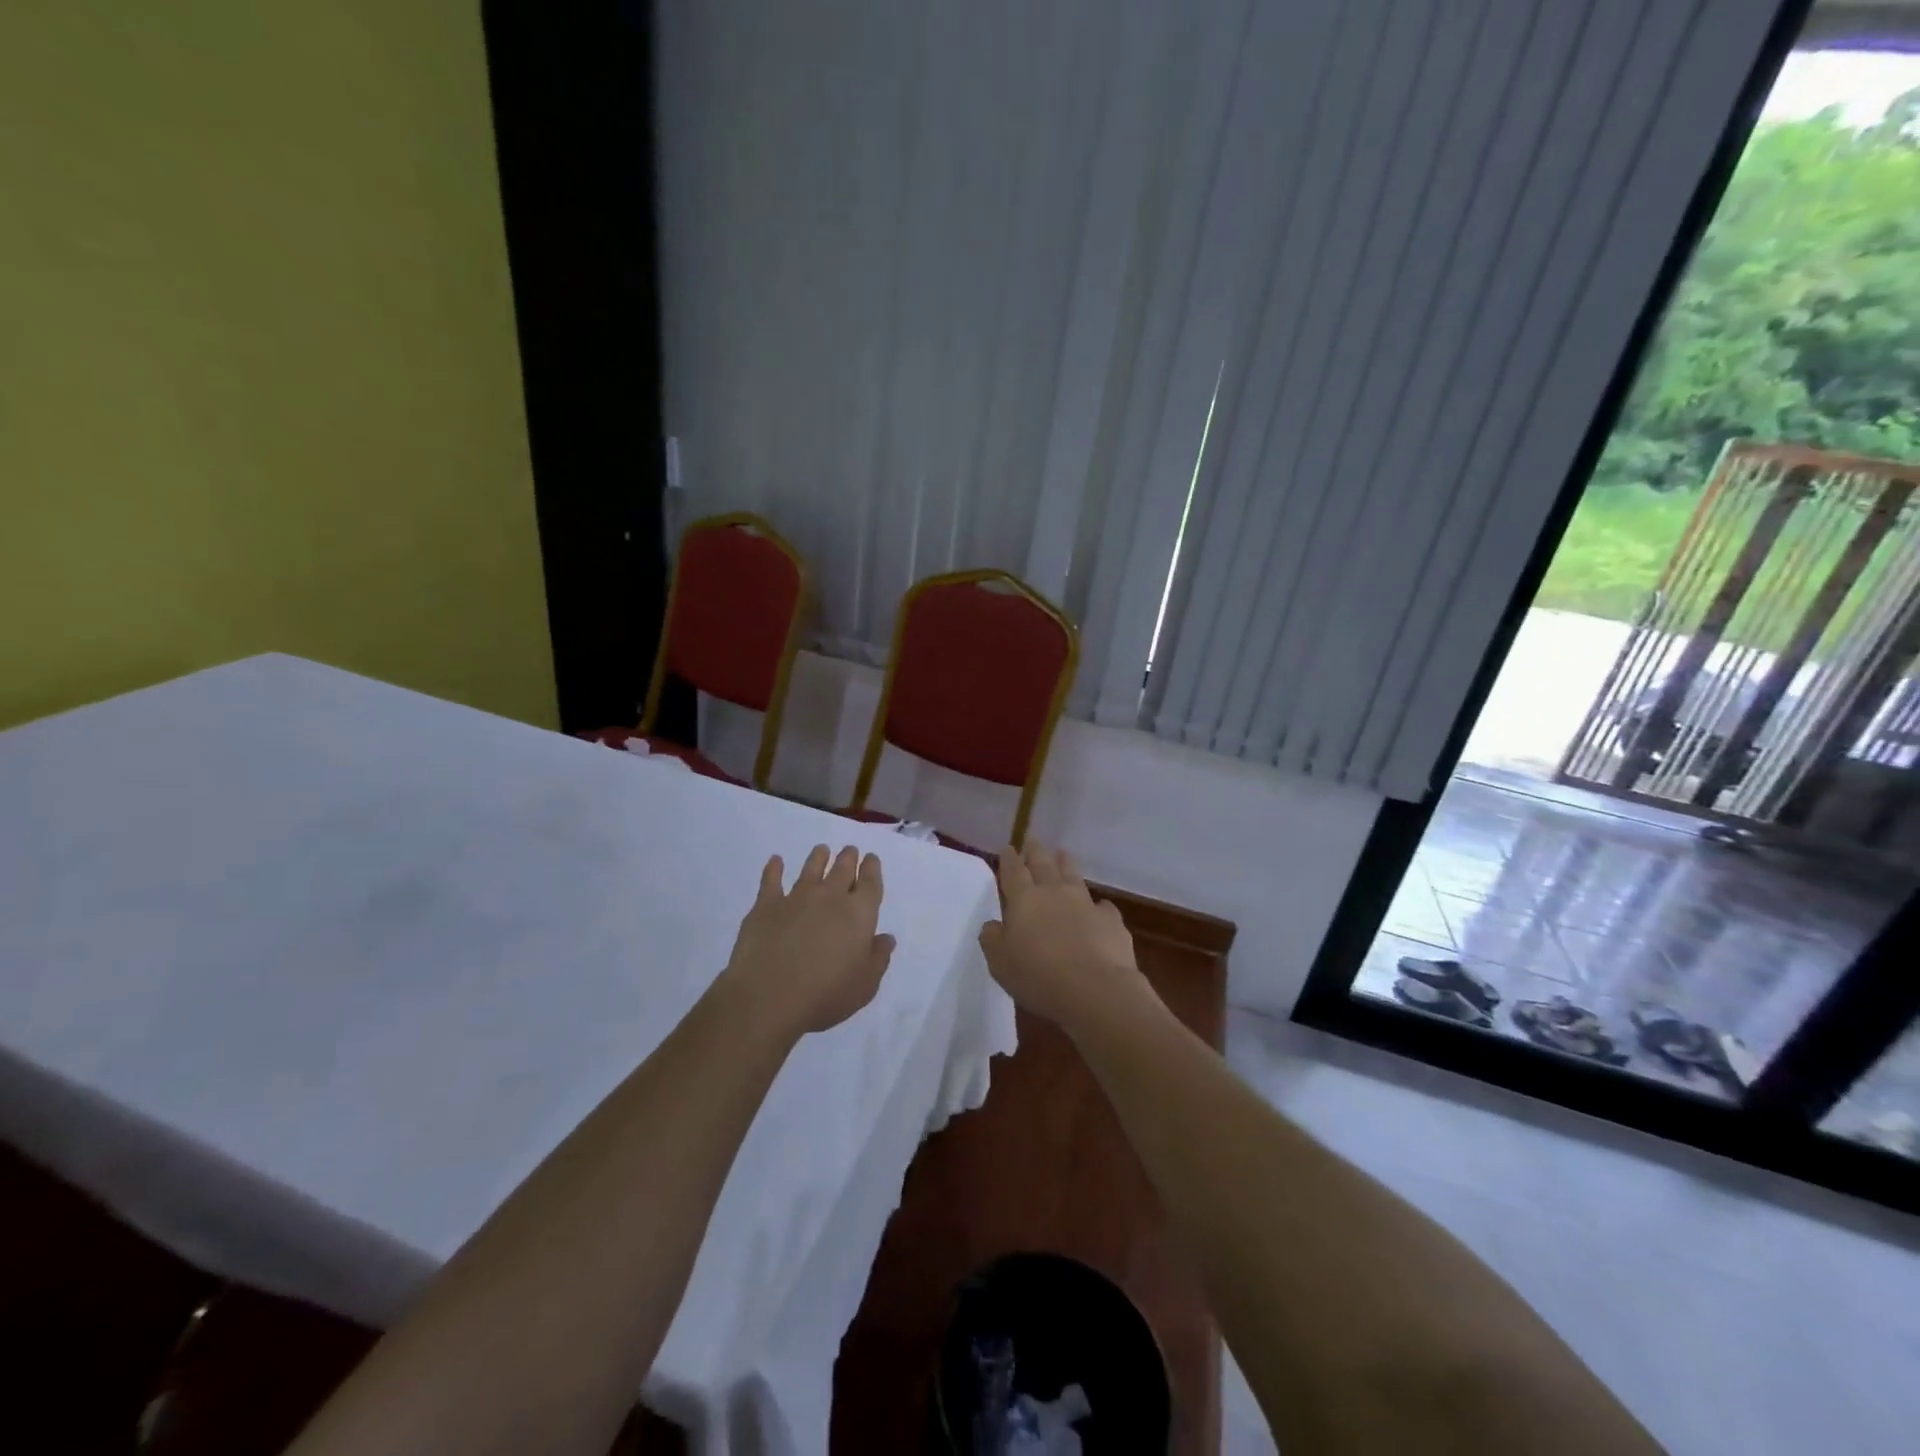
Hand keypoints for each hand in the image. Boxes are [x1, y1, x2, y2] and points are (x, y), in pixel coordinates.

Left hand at [720, 845, 895, 1037]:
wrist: (769, 995)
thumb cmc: (826, 994)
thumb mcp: (865, 985)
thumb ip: (878, 958)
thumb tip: (886, 938)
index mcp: (859, 913)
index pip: (870, 883)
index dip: (872, 868)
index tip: (871, 858)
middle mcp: (830, 897)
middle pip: (842, 870)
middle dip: (848, 858)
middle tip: (849, 850)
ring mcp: (796, 898)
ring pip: (811, 869)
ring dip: (818, 858)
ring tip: (822, 850)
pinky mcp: (766, 906)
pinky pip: (771, 880)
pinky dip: (774, 868)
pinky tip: (775, 860)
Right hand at [977, 843, 1146, 1028]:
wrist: (1095, 989)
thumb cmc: (1038, 976)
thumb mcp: (1000, 963)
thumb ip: (993, 939)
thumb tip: (993, 924)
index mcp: (1024, 900)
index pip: (1014, 871)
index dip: (1009, 859)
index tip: (1008, 848)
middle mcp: (1054, 893)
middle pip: (1043, 863)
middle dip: (1036, 851)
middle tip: (1032, 841)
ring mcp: (1085, 903)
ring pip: (1073, 875)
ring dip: (1066, 863)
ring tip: (1063, 853)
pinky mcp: (1111, 920)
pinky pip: (1102, 906)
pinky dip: (1097, 906)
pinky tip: (1099, 909)